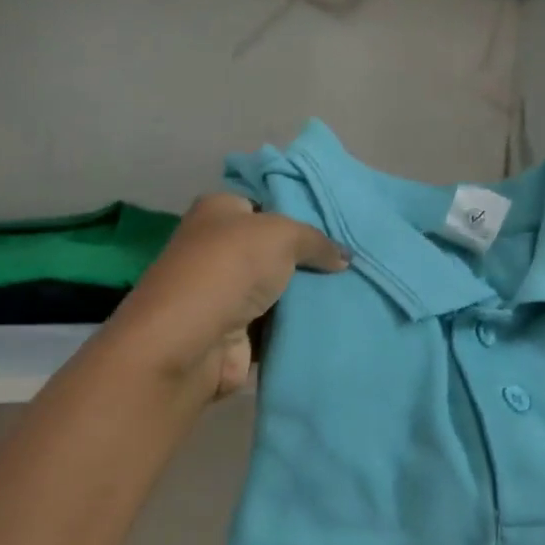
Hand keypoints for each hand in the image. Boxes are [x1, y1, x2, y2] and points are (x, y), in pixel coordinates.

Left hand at [100, 194, 347, 398]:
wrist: (191, 340)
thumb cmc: (230, 268)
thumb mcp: (282, 235)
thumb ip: (316, 241)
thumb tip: (343, 257)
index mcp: (218, 211)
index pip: (263, 204)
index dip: (297, 212)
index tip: (336, 227)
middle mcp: (216, 248)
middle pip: (272, 250)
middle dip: (308, 258)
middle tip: (351, 262)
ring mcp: (224, 293)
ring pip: (277, 290)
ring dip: (306, 296)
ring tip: (353, 292)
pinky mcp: (233, 332)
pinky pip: (276, 326)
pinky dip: (298, 326)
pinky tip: (334, 322)